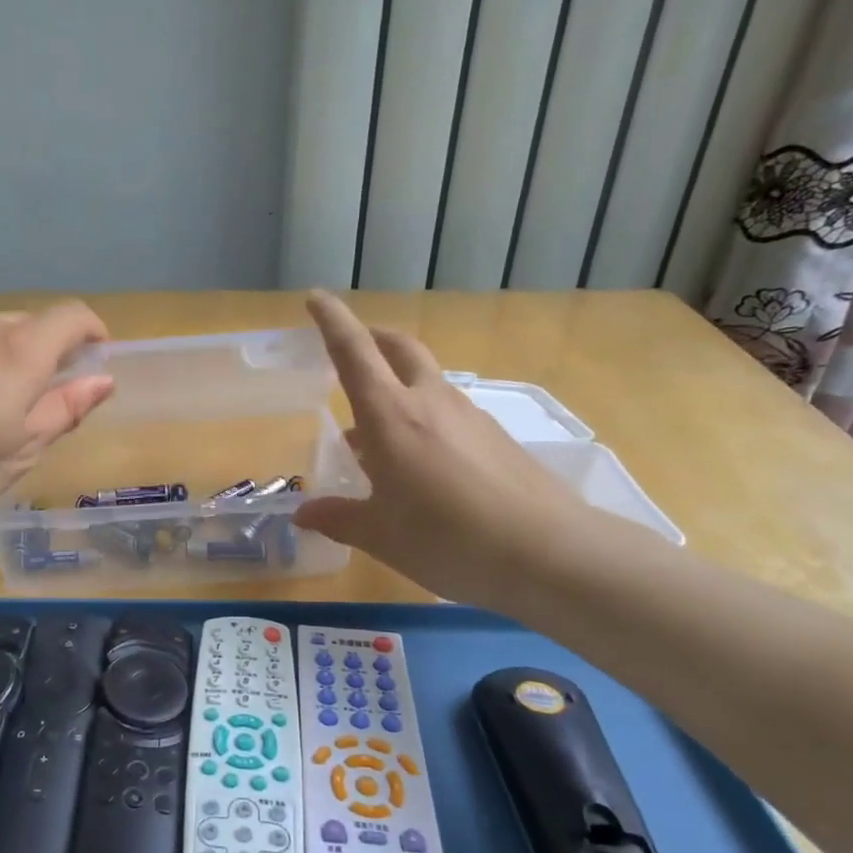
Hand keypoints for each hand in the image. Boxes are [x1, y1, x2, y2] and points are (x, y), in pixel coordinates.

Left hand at [0, 302, 114, 532]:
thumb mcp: (19, 452)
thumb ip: (65, 410)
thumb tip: (102, 380)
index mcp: (17, 352)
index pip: (72, 316)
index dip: (93, 332)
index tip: (95, 361)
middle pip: (30, 323)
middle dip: (47, 351)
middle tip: (39, 399)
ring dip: (5, 356)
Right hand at [293, 291, 590, 607]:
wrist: (549, 553)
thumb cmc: (446, 538)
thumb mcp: (380, 535)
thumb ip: (339, 518)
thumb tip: (304, 515)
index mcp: (390, 415)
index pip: (353, 352)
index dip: (332, 321)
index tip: (315, 299)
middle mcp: (429, 402)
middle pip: (399, 348)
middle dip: (373, 337)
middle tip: (354, 347)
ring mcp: (470, 416)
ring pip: (427, 382)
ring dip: (398, 386)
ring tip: (378, 432)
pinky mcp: (497, 438)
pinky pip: (450, 414)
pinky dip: (425, 420)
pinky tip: (423, 464)